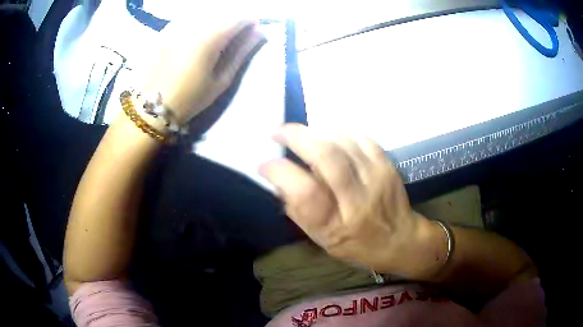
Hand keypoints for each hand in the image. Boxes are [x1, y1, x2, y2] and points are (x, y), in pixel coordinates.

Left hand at [141, 18, 264, 125]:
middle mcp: (193, 25)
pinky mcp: (164, 30)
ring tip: (215, 35)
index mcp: (209, 39)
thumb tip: (259, 33)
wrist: (152, 107)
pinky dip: (198, 22)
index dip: (249, 22)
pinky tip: (196, 35)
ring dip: (215, 20)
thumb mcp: (221, 80)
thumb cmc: (191, 98)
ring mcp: (176, 25)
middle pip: (221, 12)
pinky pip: (188, 18)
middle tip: (234, 35)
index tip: (253, 29)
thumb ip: (241, 52)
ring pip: (204, 13)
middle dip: (232, 20)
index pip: (237, 18)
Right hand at [260, 124, 445, 277]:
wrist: (399, 239)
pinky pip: (360, 137)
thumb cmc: (356, 244)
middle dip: (296, 137)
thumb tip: (279, 178)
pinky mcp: (387, 165)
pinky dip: (339, 132)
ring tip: (302, 134)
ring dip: (316, 132)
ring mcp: (377, 178)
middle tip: (278, 131)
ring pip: (343, 141)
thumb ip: (298, 210)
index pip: (305, 192)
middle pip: (326, 157)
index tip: (264, 164)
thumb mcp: (321, 238)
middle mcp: (357, 200)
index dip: (280, 172)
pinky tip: (329, 136)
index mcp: (335, 225)